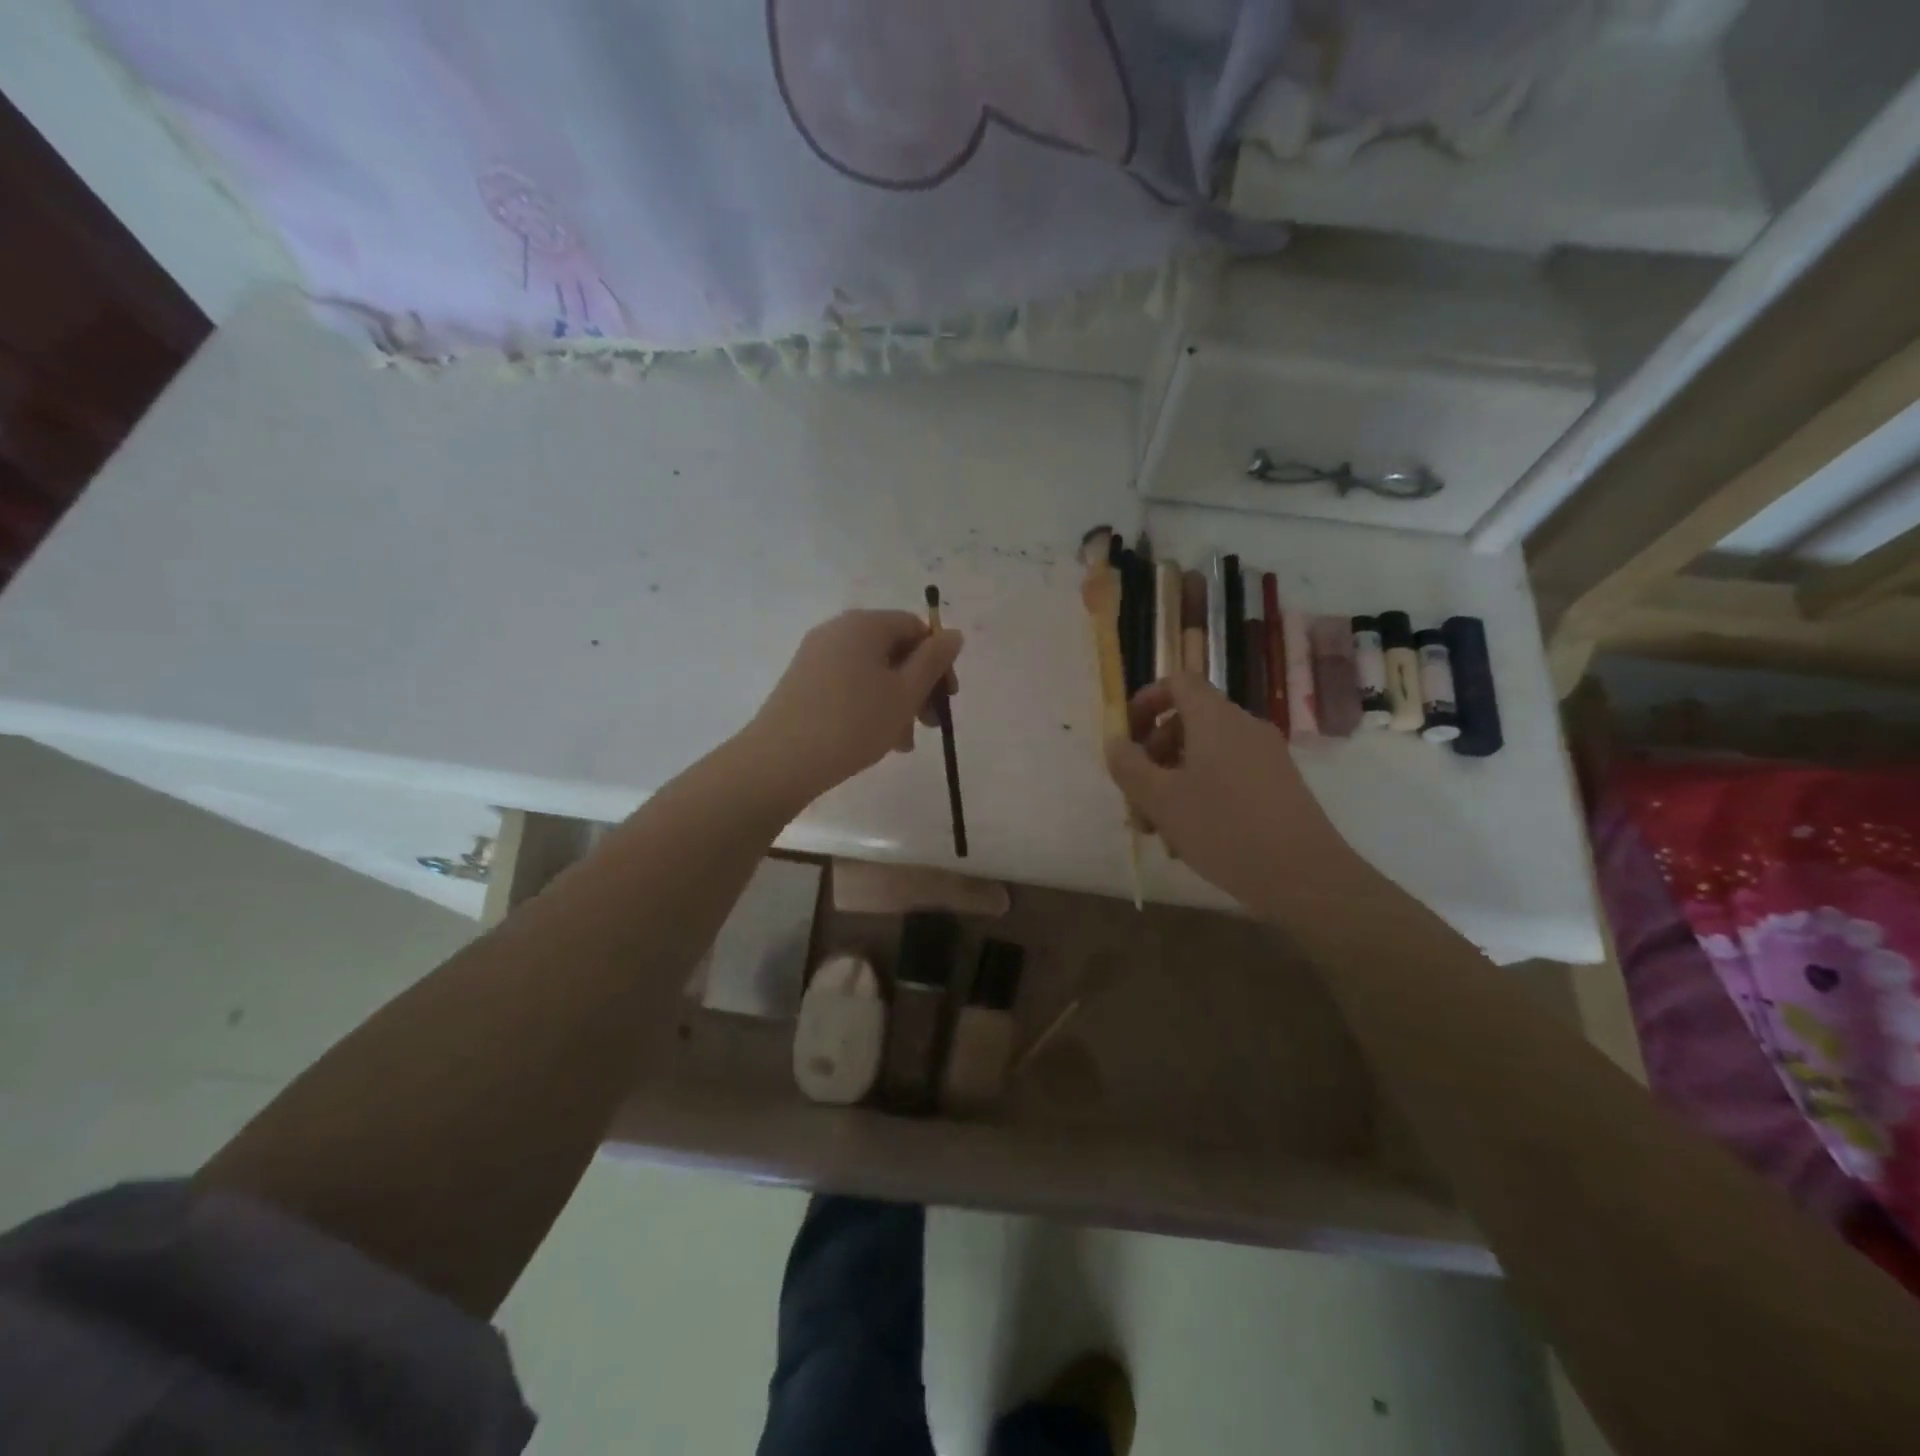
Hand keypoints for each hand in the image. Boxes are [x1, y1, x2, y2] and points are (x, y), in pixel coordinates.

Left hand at [748, 609, 963, 802]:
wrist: (781, 760)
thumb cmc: (853, 723)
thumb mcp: (905, 693)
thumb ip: (933, 661)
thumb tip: (952, 634)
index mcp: (865, 624)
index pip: (916, 628)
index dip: (939, 662)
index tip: (947, 700)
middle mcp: (838, 630)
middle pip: (894, 650)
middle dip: (918, 687)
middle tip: (929, 726)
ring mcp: (816, 655)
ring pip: (872, 672)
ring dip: (896, 702)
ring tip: (901, 744)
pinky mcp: (803, 681)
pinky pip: (849, 684)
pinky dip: (869, 705)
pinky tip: (874, 739)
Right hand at [1104, 673, 1354, 915]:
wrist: (1304, 876)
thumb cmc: (1223, 829)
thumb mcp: (1160, 800)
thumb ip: (1129, 766)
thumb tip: (1115, 742)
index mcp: (1215, 719)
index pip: (1178, 682)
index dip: (1146, 701)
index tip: (1126, 736)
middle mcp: (1243, 727)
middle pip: (1187, 723)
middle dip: (1153, 757)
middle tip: (1135, 799)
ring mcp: (1265, 756)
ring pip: (1204, 756)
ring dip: (1172, 784)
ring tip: (1158, 831)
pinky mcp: (1278, 785)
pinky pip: (1227, 776)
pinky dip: (1201, 795)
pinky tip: (1189, 840)